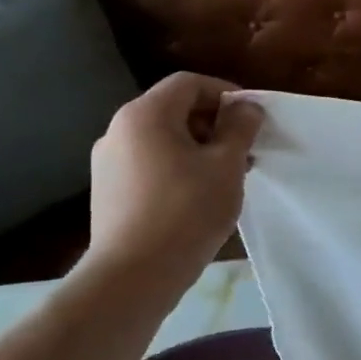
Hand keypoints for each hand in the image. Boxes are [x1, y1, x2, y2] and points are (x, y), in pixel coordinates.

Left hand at [80, 73, 264, 301]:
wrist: (133, 275)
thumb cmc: (187, 211)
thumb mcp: (226, 165)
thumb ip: (239, 129)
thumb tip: (246, 107)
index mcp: (145, 115)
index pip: (189, 84)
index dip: (226, 93)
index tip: (252, 119)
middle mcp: (118, 130)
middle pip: (174, 109)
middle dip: (214, 123)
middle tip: (245, 150)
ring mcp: (108, 162)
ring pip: (162, 139)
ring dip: (199, 148)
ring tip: (227, 176)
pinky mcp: (108, 191)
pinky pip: (149, 164)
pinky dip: (178, 168)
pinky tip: (199, 197)